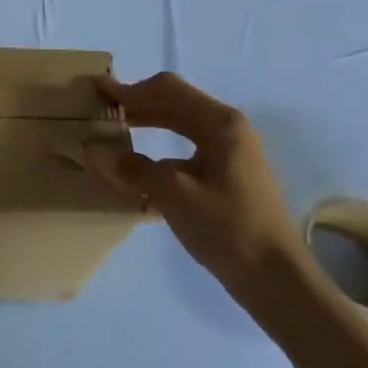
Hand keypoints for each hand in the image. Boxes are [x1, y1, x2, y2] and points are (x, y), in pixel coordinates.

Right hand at [82, 72, 304, 304]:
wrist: (275, 278)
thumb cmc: (226, 226)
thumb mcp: (172, 193)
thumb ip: (131, 167)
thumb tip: (91, 150)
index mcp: (220, 123)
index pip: (168, 90)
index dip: (130, 89)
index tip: (98, 91)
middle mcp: (228, 129)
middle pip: (175, 103)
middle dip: (137, 104)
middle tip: (103, 110)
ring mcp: (231, 153)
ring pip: (181, 126)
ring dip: (148, 124)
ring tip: (116, 131)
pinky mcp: (229, 175)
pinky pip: (188, 148)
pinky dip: (161, 147)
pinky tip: (141, 164)